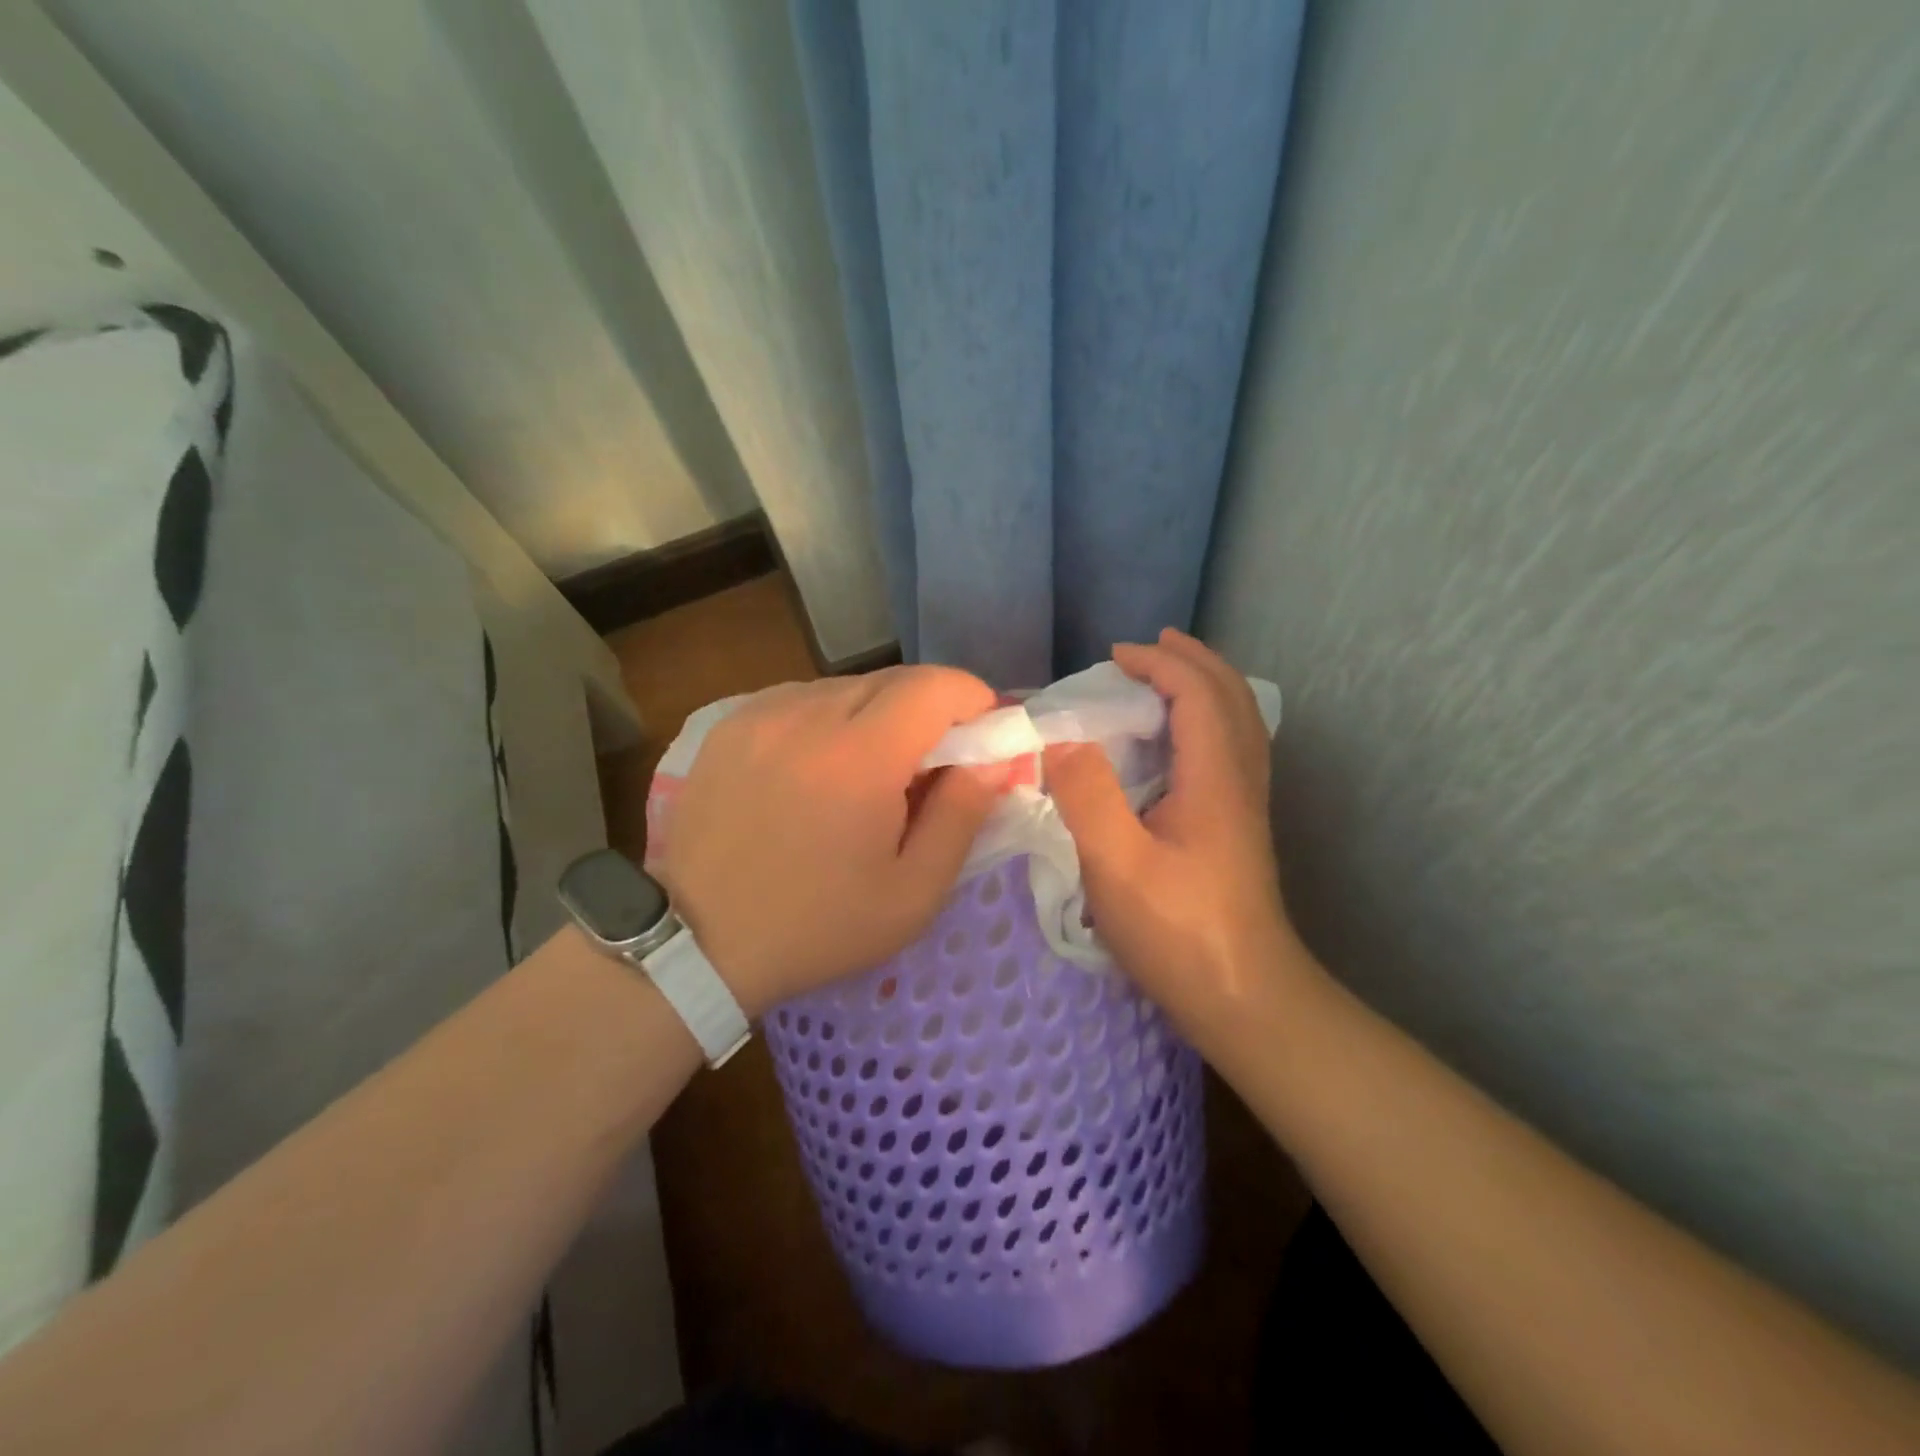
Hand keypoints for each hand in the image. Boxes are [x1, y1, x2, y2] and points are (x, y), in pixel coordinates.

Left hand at [661, 667, 1006, 1016]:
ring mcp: (760, 713)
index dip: (974, 700)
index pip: (937, 684)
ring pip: (847, 687)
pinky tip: (818, 770)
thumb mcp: (913, 893)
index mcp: (858, 756)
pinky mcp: (729, 723)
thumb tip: (996, 758)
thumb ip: (963, 815)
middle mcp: (806, 714)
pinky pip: (802, 700)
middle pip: (894, 680)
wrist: (700, 943)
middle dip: (929, 712)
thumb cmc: (818, 926)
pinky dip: (829, 721)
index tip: (982, 739)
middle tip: (929, 767)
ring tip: (868, 774)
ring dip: (877, 716)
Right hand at [1043, 629, 1304, 1044]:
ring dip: (1205, 686)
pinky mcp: (1239, 828)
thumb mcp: (1117, 866)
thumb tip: (1060, 741)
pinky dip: (1208, 719)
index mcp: (1214, 777)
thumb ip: (1087, 796)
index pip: (1196, 693)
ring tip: (1168, 676)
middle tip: (1151, 646)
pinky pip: (1232, 748)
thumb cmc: (1178, 932)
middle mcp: (1239, 780)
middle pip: (1230, 697)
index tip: (1113, 656)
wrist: (1245, 998)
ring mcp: (1245, 805)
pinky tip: (1181, 740)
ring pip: (1239, 722)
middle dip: (1192, 660)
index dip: (1158, 663)